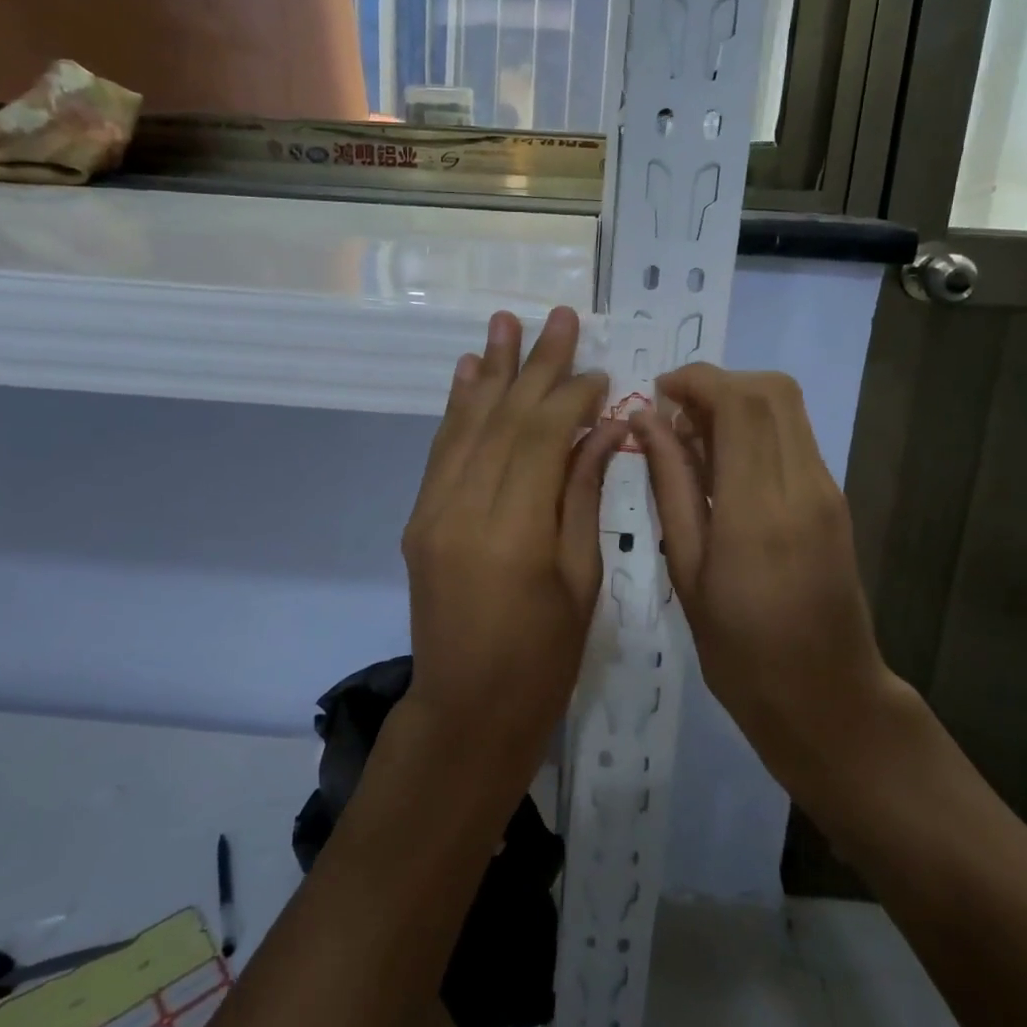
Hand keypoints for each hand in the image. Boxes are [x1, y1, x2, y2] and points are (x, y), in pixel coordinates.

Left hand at [401, 307, 628, 785]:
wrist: (467, 710)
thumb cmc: (544, 659)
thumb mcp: (582, 579)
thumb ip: (584, 494)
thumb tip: (606, 427)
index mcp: (512, 532)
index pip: (541, 436)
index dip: (571, 396)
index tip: (599, 371)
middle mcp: (463, 509)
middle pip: (504, 418)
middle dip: (535, 364)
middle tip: (559, 316)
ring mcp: (432, 510)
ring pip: (467, 424)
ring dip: (491, 370)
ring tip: (506, 321)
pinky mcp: (420, 517)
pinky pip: (442, 450)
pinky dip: (458, 407)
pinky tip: (469, 372)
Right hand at [631, 365, 904, 797]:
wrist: (826, 699)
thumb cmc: (740, 651)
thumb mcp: (687, 570)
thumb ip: (670, 485)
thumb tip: (646, 421)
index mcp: (759, 510)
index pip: (740, 403)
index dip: (696, 380)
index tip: (657, 393)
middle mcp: (803, 486)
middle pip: (773, 390)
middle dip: (718, 382)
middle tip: (672, 413)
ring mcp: (827, 490)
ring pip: (787, 407)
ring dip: (736, 402)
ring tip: (691, 439)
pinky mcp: (834, 498)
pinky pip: (793, 437)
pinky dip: (755, 427)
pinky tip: (722, 464)